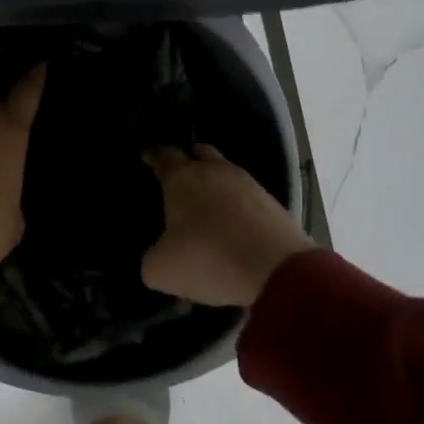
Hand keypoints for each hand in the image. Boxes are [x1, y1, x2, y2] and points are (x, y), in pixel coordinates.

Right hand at [141, 144, 315, 307]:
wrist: (277, 271)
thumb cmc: (208, 259)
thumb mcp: (162, 269)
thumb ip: (152, 258)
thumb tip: (158, 254)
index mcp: (182, 178)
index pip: (163, 156)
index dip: (153, 155)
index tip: (147, 156)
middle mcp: (215, 171)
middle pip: (199, 152)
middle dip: (188, 158)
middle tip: (179, 173)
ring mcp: (248, 184)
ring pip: (226, 172)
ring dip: (215, 183)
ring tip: (207, 204)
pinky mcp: (272, 203)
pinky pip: (246, 196)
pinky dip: (236, 205)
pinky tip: (232, 224)